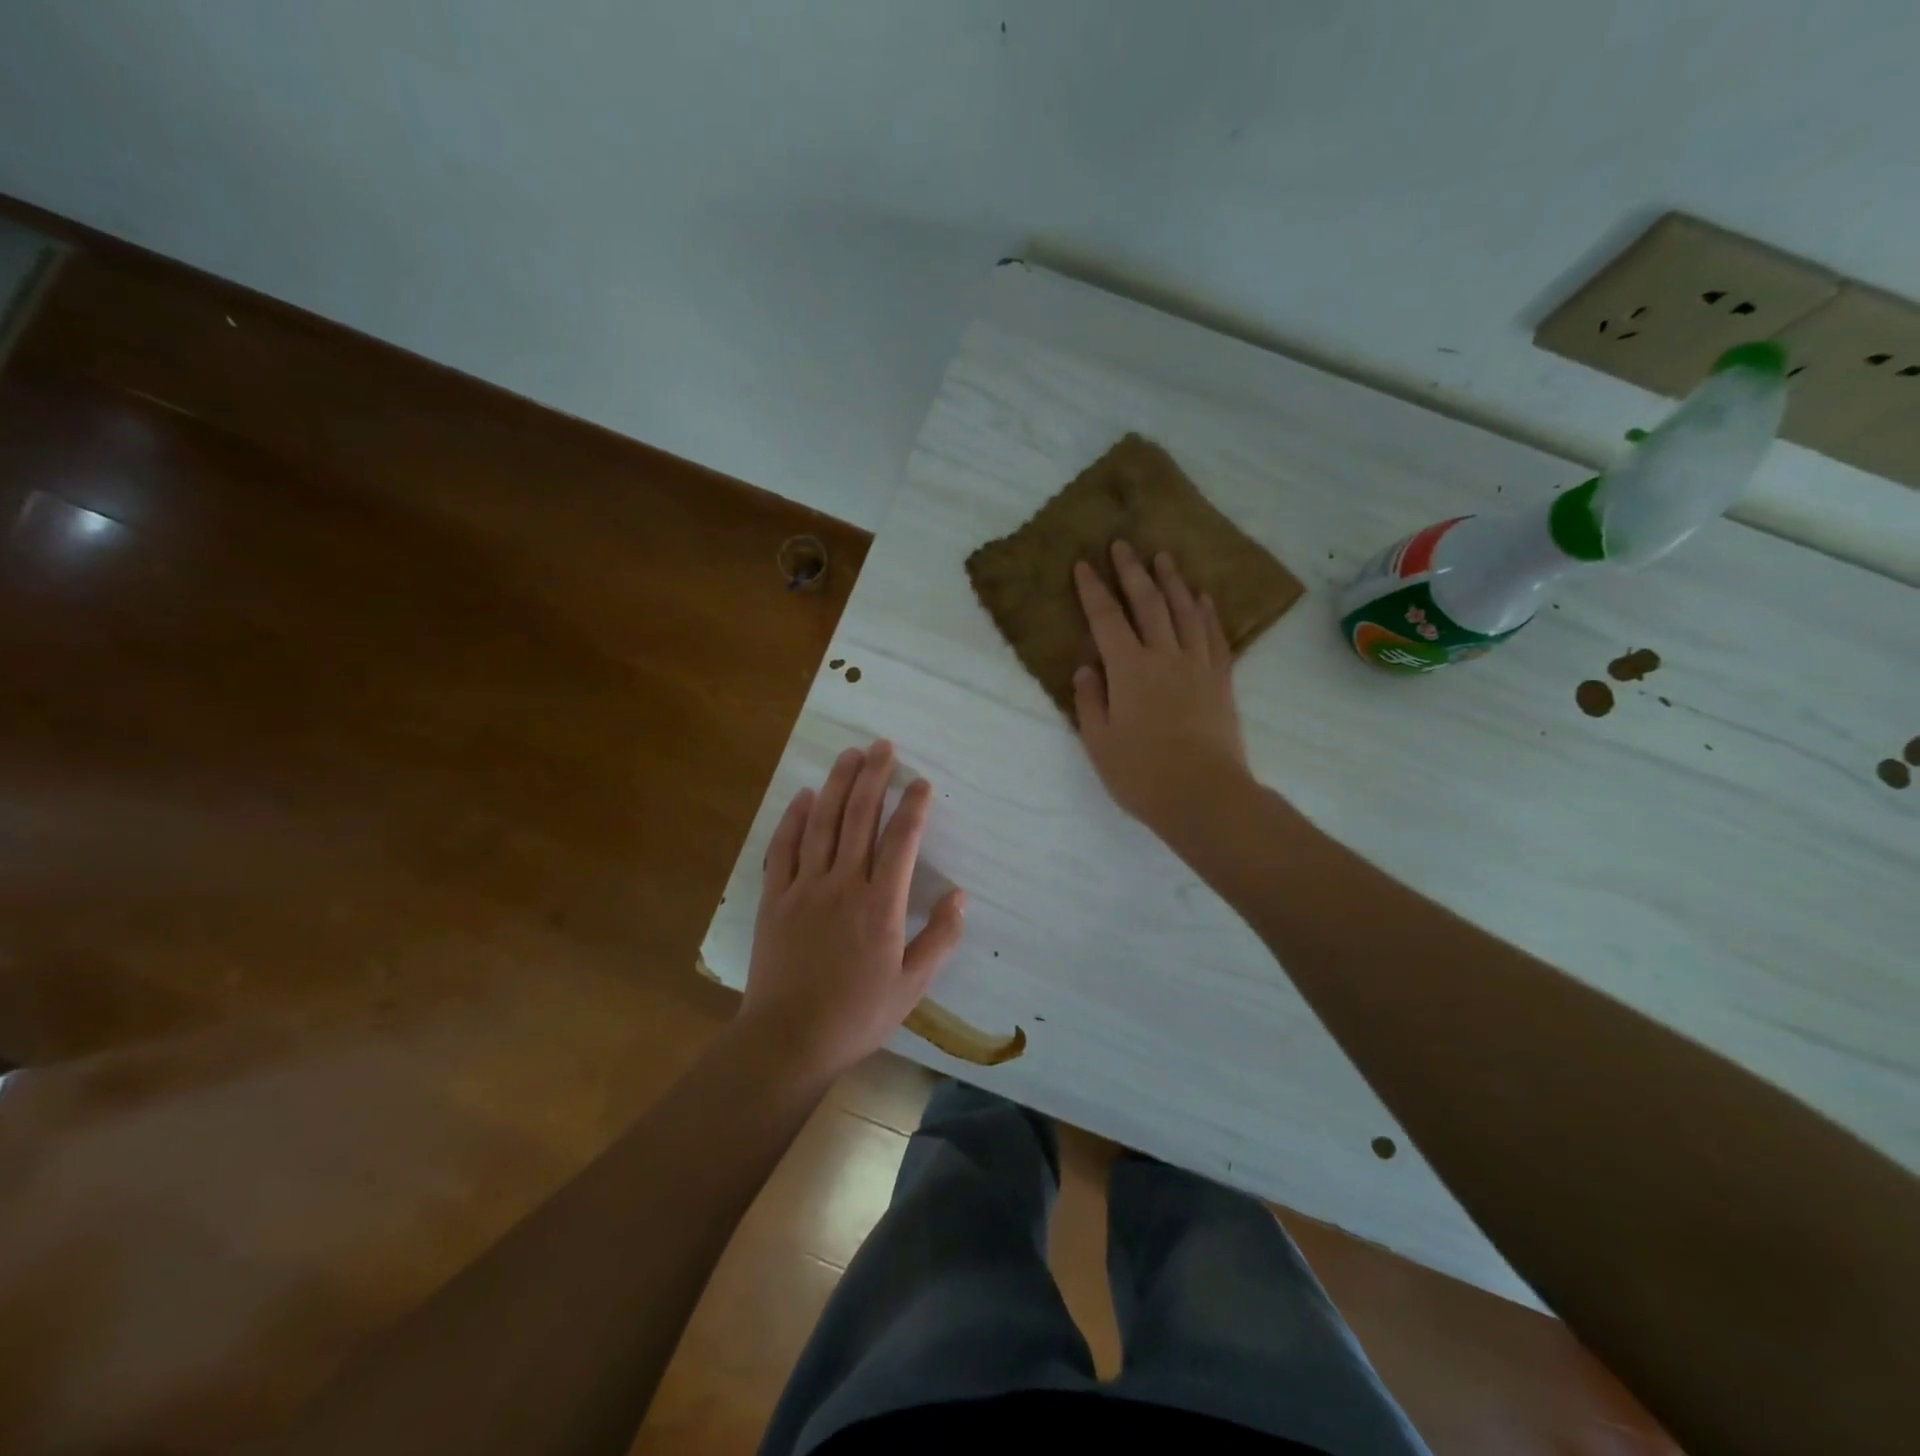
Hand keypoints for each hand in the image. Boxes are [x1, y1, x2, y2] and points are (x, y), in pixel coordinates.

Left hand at [740, 741, 965, 1080]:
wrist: (788, 1040)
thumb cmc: (857, 1015)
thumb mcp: (912, 987)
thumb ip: (939, 939)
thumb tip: (960, 896)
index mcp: (881, 906)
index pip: (901, 841)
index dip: (913, 806)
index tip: (920, 782)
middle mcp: (843, 885)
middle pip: (859, 818)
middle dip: (873, 777)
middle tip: (882, 746)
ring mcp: (804, 888)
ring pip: (822, 823)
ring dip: (836, 785)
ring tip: (849, 754)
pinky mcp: (774, 899)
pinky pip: (783, 848)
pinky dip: (794, 818)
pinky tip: (804, 796)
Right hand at [1072, 540, 1252, 836]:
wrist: (1204, 795)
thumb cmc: (1142, 773)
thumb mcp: (1099, 741)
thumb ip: (1090, 700)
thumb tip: (1087, 668)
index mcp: (1129, 670)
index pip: (1106, 619)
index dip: (1093, 590)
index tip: (1084, 564)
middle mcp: (1164, 656)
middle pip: (1148, 604)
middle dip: (1132, 571)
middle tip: (1123, 544)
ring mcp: (1198, 666)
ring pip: (1185, 612)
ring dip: (1172, 582)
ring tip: (1164, 558)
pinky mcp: (1221, 680)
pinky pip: (1214, 636)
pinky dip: (1207, 613)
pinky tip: (1203, 598)